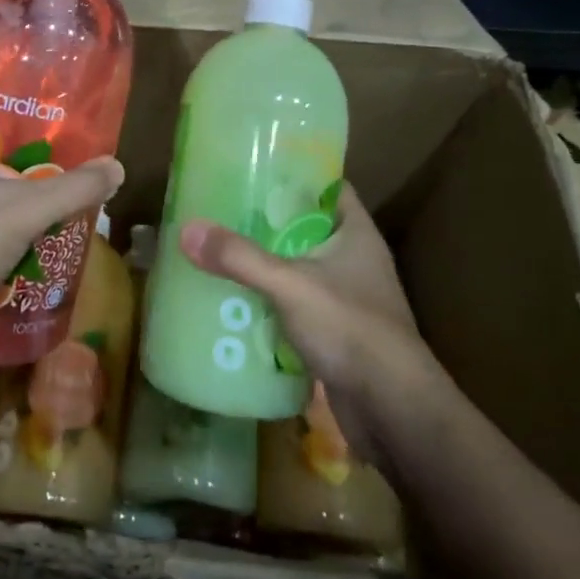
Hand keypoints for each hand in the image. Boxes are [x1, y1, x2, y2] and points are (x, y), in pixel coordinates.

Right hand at [178, 185, 442, 462]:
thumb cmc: (351, 328)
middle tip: (223, 211)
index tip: (255, 168)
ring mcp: (347, 298)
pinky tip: (236, 303)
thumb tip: (187, 229)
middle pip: (306, 228)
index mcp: (356, 233)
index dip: (295, 175)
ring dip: (267, 266)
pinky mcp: (336, 334)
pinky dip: (271, 304)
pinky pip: (297, 307)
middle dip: (267, 223)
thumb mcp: (290, 284)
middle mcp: (355, 260)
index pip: (328, 188)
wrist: (393, 410)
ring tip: (220, 252)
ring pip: (299, 270)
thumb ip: (240, 258)